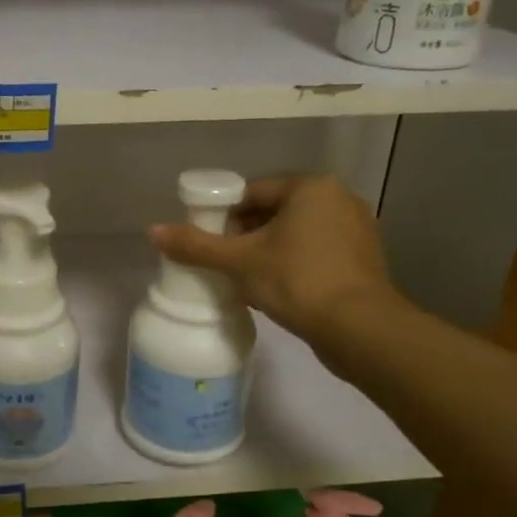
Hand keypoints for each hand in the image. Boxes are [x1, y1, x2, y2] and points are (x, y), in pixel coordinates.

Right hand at [151, 174, 400, 341]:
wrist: (360, 329)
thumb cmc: (297, 281)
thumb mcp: (239, 262)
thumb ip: (196, 245)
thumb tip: (153, 231)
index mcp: (311, 187)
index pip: (252, 192)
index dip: (224, 215)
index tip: (209, 242)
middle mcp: (338, 198)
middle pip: (274, 211)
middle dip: (245, 235)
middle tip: (225, 263)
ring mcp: (356, 230)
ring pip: (295, 234)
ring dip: (268, 251)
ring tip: (246, 279)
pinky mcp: (363, 260)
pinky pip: (315, 252)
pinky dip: (293, 264)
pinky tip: (277, 290)